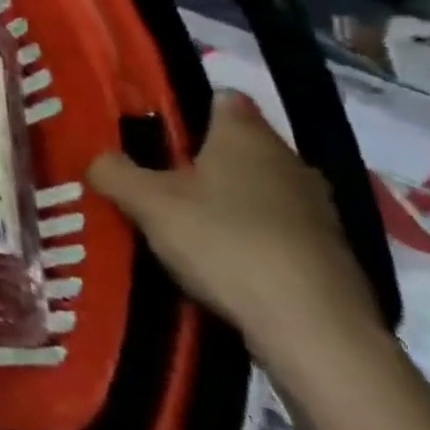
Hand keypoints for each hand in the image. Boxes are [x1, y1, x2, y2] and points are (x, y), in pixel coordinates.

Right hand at [87, 90, 382, 365]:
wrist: (314, 330)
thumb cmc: (224, 242)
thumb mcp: (147, 203)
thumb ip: (114, 172)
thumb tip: (99, 159)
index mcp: (246, 135)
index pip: (221, 99)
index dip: (187, 107)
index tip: (153, 129)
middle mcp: (289, 161)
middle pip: (237, 147)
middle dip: (199, 159)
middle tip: (154, 178)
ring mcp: (317, 210)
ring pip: (257, 190)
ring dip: (226, 202)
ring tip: (181, 224)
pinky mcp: (330, 255)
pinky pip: (276, 230)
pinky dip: (249, 238)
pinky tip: (220, 262)